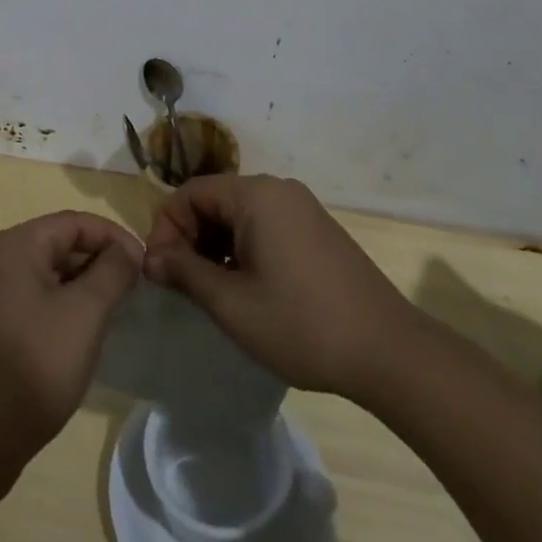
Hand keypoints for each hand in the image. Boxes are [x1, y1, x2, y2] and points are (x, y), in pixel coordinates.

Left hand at [0, 211, 142, 496]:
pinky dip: (59, 306)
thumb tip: (128, 248)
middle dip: (98, 261)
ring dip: (80, 286)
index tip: (145, 264)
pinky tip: (80, 334)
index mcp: (14, 245)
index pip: (74, 222)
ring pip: (44, 274)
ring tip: (114, 312)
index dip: (114, 237)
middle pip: (57, 244)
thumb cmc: (33, 367)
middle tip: (133, 290)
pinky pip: (30, 299)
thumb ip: (112, 272)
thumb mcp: (84, 315)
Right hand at [143, 174, 410, 400]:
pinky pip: (264, 226)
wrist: (389, 352)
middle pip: (214, 200)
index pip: (190, 194)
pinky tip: (245, 287)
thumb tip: (151, 258)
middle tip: (181, 285)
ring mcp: (301, 208)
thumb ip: (185, 272)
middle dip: (189, 238)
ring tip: (210, 291)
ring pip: (238, 215)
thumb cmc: (302, 324)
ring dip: (214, 246)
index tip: (160, 273)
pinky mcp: (316, 229)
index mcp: (255, 195)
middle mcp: (278, 189)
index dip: (166, 229)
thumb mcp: (232, 303)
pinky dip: (242, 248)